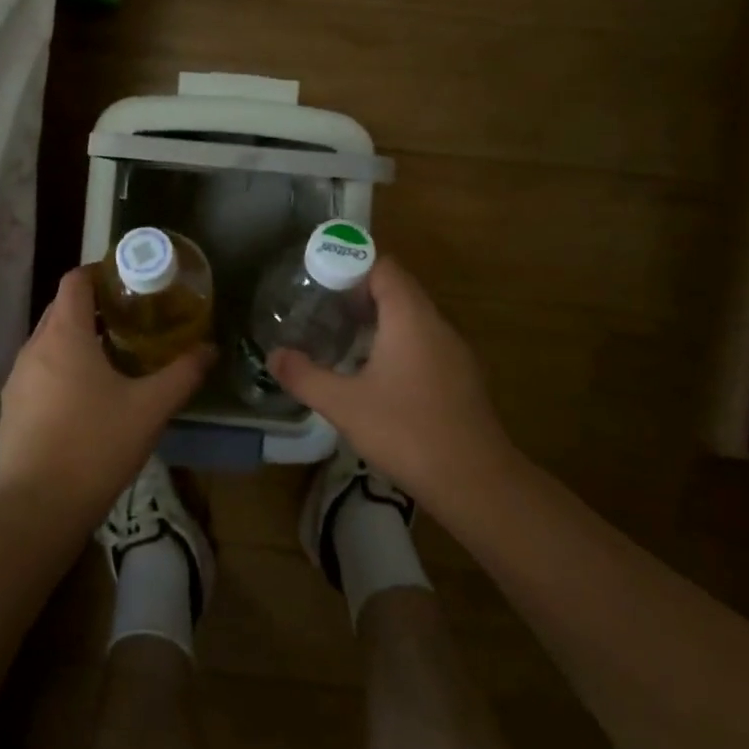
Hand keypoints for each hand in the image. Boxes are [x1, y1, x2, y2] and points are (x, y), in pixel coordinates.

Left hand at [0, 266, 211, 530]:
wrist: (36, 508)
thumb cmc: (95, 445)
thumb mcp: (150, 408)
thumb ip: (183, 374)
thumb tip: (210, 349)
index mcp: (64, 334)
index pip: (75, 280)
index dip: (101, 273)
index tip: (130, 282)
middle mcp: (34, 347)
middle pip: (62, 309)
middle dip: (95, 307)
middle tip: (133, 319)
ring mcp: (17, 378)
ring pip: (49, 341)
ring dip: (79, 339)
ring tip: (114, 357)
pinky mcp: (11, 407)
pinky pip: (40, 371)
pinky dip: (63, 368)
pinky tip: (87, 397)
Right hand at [267, 255, 516, 509]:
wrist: (475, 482)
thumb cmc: (406, 431)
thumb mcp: (344, 405)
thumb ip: (304, 376)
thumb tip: (273, 356)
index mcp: (410, 317)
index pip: (383, 267)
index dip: (351, 266)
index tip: (319, 281)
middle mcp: (436, 324)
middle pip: (398, 289)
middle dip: (359, 293)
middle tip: (322, 309)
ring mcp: (454, 351)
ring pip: (413, 318)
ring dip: (379, 320)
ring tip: (342, 337)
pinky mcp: (461, 377)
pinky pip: (424, 343)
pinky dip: (398, 343)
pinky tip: (376, 374)